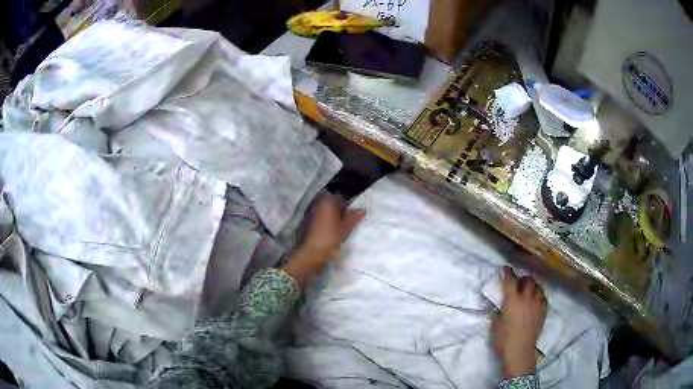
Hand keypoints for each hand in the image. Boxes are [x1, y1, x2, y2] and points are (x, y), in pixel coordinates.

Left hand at [282, 195, 364, 289]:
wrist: (313, 252)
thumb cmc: (330, 238)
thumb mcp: (345, 228)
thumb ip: (353, 218)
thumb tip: (362, 210)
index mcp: (327, 204)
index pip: (338, 198)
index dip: (346, 204)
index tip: (352, 214)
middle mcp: (319, 207)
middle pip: (332, 204)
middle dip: (340, 211)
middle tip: (348, 221)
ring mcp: (313, 215)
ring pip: (327, 212)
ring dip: (334, 217)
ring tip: (341, 228)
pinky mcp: (311, 224)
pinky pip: (322, 219)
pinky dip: (328, 223)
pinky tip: (333, 232)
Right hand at [492, 266, 546, 378]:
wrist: (520, 351)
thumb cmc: (504, 340)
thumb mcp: (495, 326)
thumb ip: (497, 313)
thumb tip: (497, 306)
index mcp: (512, 300)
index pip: (510, 280)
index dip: (508, 273)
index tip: (506, 269)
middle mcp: (526, 298)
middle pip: (528, 280)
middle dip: (523, 278)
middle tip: (520, 282)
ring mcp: (536, 304)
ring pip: (538, 287)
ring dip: (533, 286)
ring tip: (530, 290)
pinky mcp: (543, 311)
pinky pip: (544, 298)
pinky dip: (540, 296)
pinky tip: (537, 300)